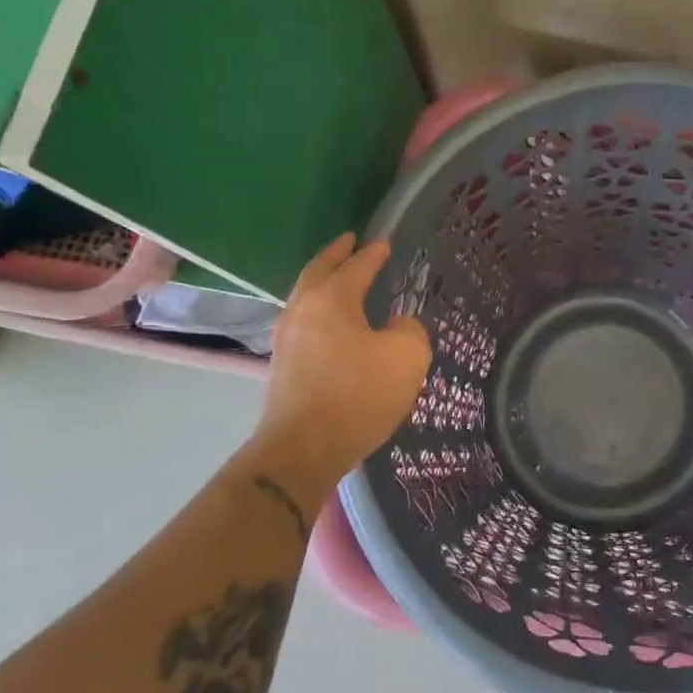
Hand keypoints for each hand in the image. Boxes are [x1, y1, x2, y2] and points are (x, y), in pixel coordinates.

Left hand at [253, 234, 430, 495]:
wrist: (302, 450)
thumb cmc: (357, 395)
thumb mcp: (406, 357)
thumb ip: (410, 330)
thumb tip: (398, 325)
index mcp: (331, 299)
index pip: (355, 266)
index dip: (372, 254)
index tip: (383, 243)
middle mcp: (302, 311)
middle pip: (318, 272)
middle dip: (335, 255)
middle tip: (349, 242)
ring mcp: (286, 340)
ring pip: (305, 298)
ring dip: (323, 283)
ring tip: (340, 280)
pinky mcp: (282, 368)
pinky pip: (304, 325)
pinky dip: (319, 312)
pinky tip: (332, 325)